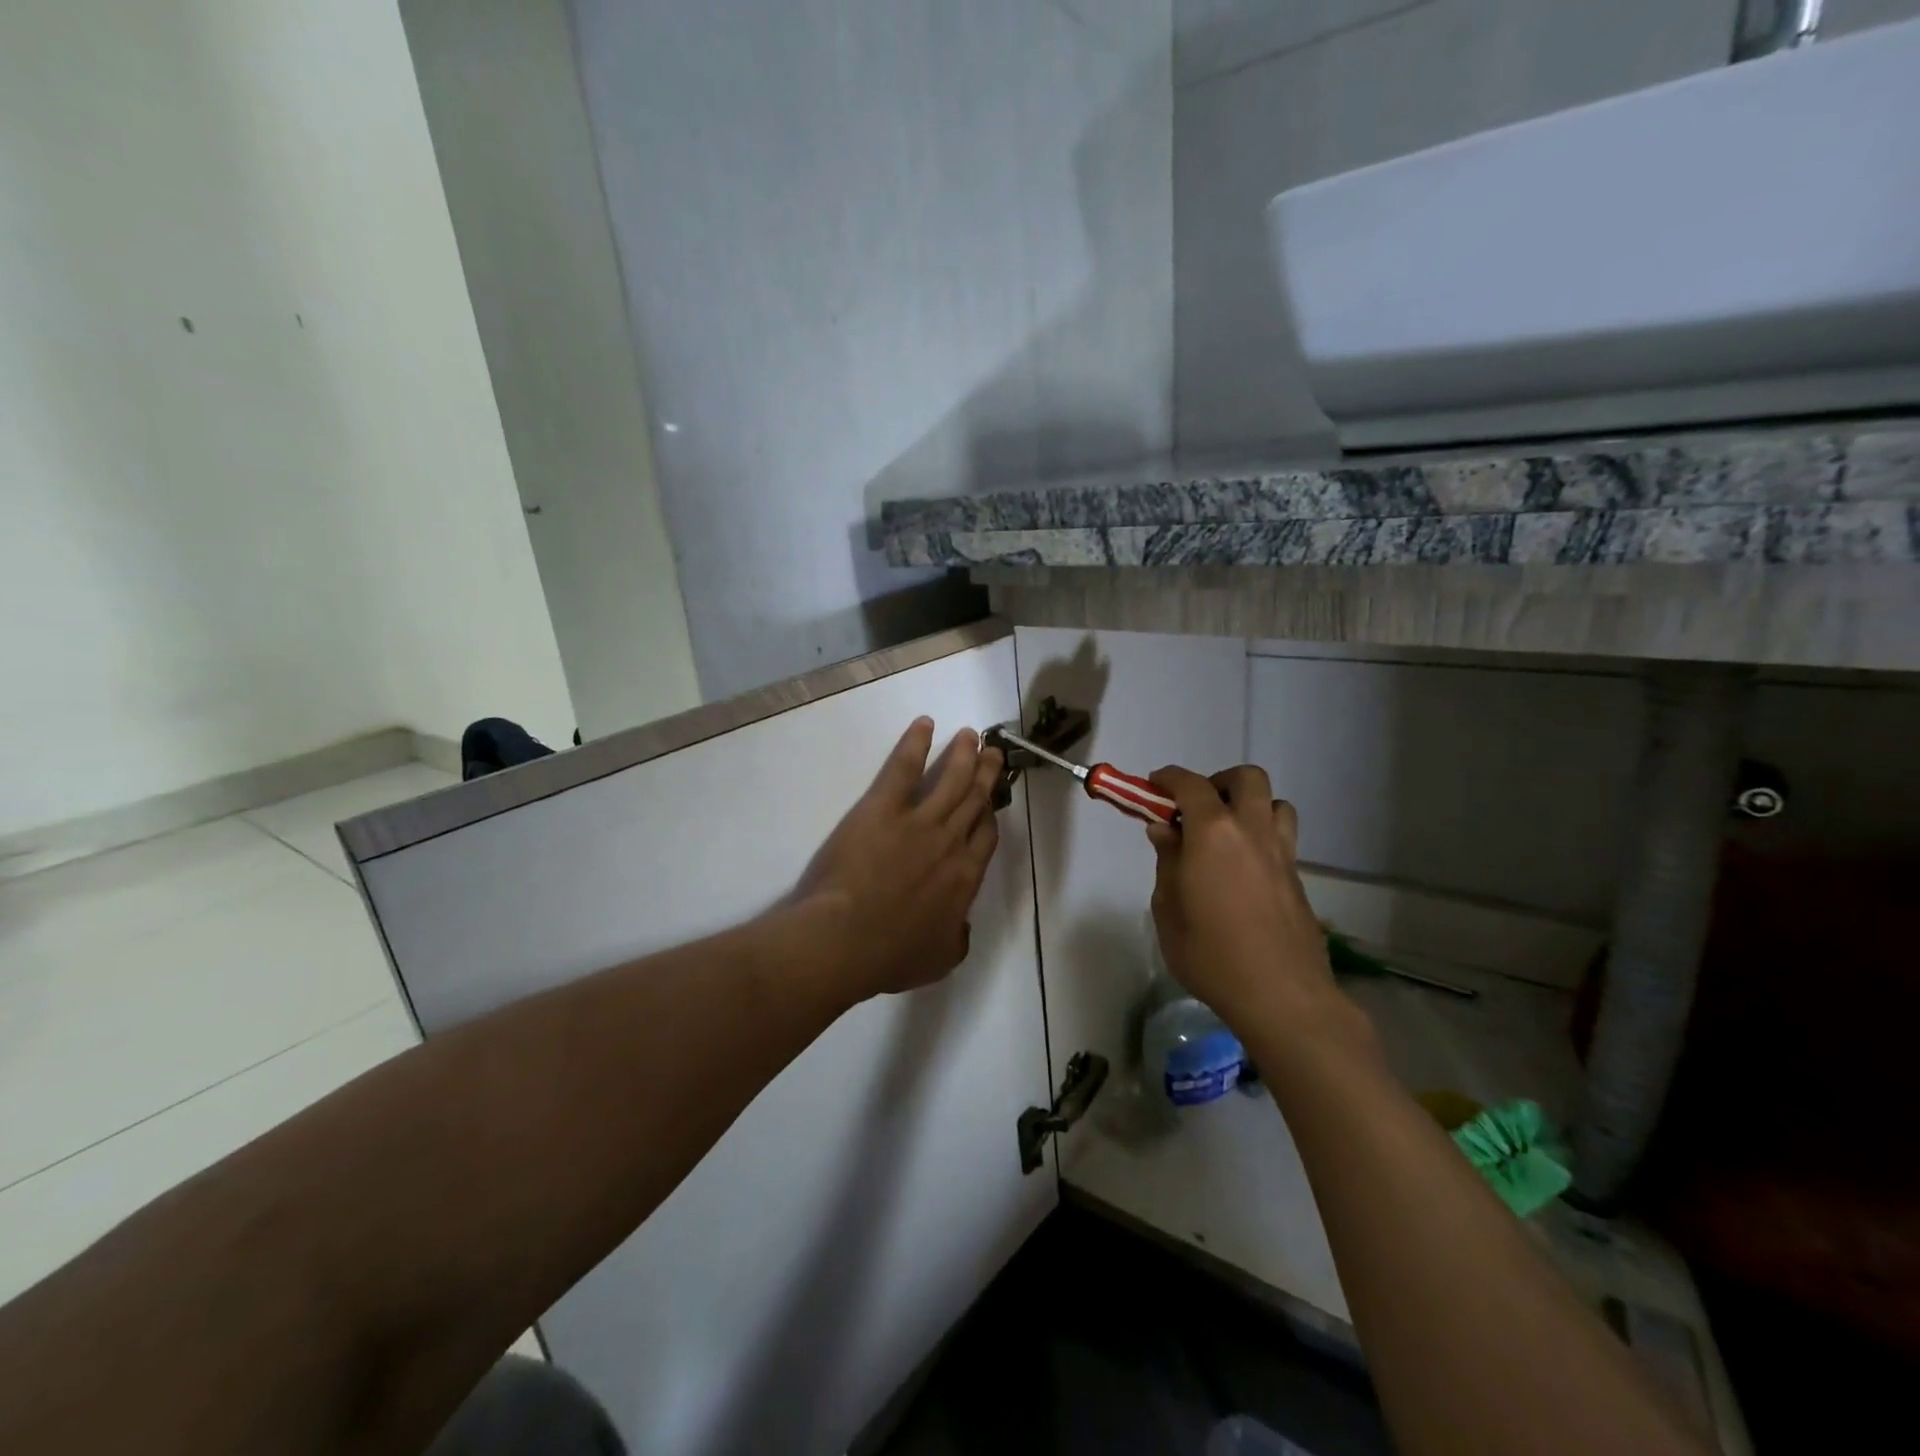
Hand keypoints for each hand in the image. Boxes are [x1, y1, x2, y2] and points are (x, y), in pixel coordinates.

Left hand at [796, 717, 1004, 998]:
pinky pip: (904, 767)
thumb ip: (957, 938)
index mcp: (965, 878)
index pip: (985, 836)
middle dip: (986, 774)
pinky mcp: (884, 807)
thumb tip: (961, 924)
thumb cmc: (889, 956)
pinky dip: (915, 742)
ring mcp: (919, 821)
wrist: (845, 940)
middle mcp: (950, 842)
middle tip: (993, 753)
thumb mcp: (938, 960)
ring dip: (963, 754)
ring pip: (951, 779)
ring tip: (971, 736)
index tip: (991, 801)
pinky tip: (924, 724)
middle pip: (975, 800)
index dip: (989, 814)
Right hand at [1145, 765, 1346, 1038]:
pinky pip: (1283, 836)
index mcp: (1213, 833)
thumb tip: (1165, 829)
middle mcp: (1251, 831)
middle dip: (1218, 782)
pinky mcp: (1298, 878)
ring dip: (1249, 805)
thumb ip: (1167, 861)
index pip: (1190, 784)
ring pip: (1274, 803)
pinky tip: (1244, 868)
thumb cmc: (1210, 953)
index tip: (1154, 785)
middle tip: (1197, 809)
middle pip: (1246, 778)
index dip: (1169, 778)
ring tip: (1227, 833)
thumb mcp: (1168, 909)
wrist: (1280, 995)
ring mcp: (1281, 853)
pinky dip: (1262, 835)